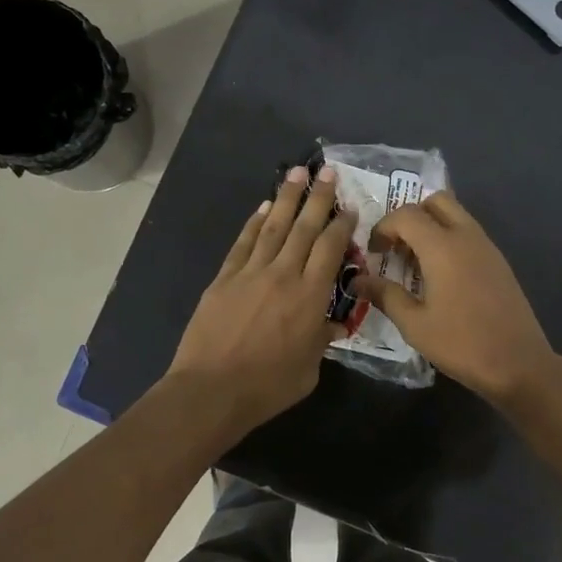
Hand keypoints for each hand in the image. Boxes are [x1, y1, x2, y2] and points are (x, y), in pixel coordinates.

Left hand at [168, 165, 355, 436]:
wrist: (212, 390)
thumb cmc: (268, 386)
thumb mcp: (309, 369)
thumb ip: (322, 340)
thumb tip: (331, 325)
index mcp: (311, 296)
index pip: (331, 249)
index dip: (342, 225)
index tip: (349, 208)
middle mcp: (284, 274)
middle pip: (305, 228)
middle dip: (319, 197)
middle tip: (328, 171)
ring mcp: (251, 273)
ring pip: (274, 226)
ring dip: (287, 198)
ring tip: (297, 173)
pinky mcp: (224, 279)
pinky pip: (243, 243)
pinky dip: (254, 222)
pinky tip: (264, 207)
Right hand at [353, 190, 555, 405]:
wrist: (518, 363)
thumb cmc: (461, 343)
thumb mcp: (414, 323)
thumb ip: (385, 295)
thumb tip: (357, 281)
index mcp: (443, 246)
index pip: (406, 214)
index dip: (383, 228)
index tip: (373, 253)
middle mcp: (467, 236)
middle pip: (436, 201)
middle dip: (411, 216)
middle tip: (396, 247)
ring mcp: (487, 247)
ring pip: (456, 215)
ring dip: (431, 227)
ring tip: (415, 263)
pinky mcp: (499, 262)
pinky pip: (469, 234)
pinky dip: (449, 240)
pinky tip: (440, 276)